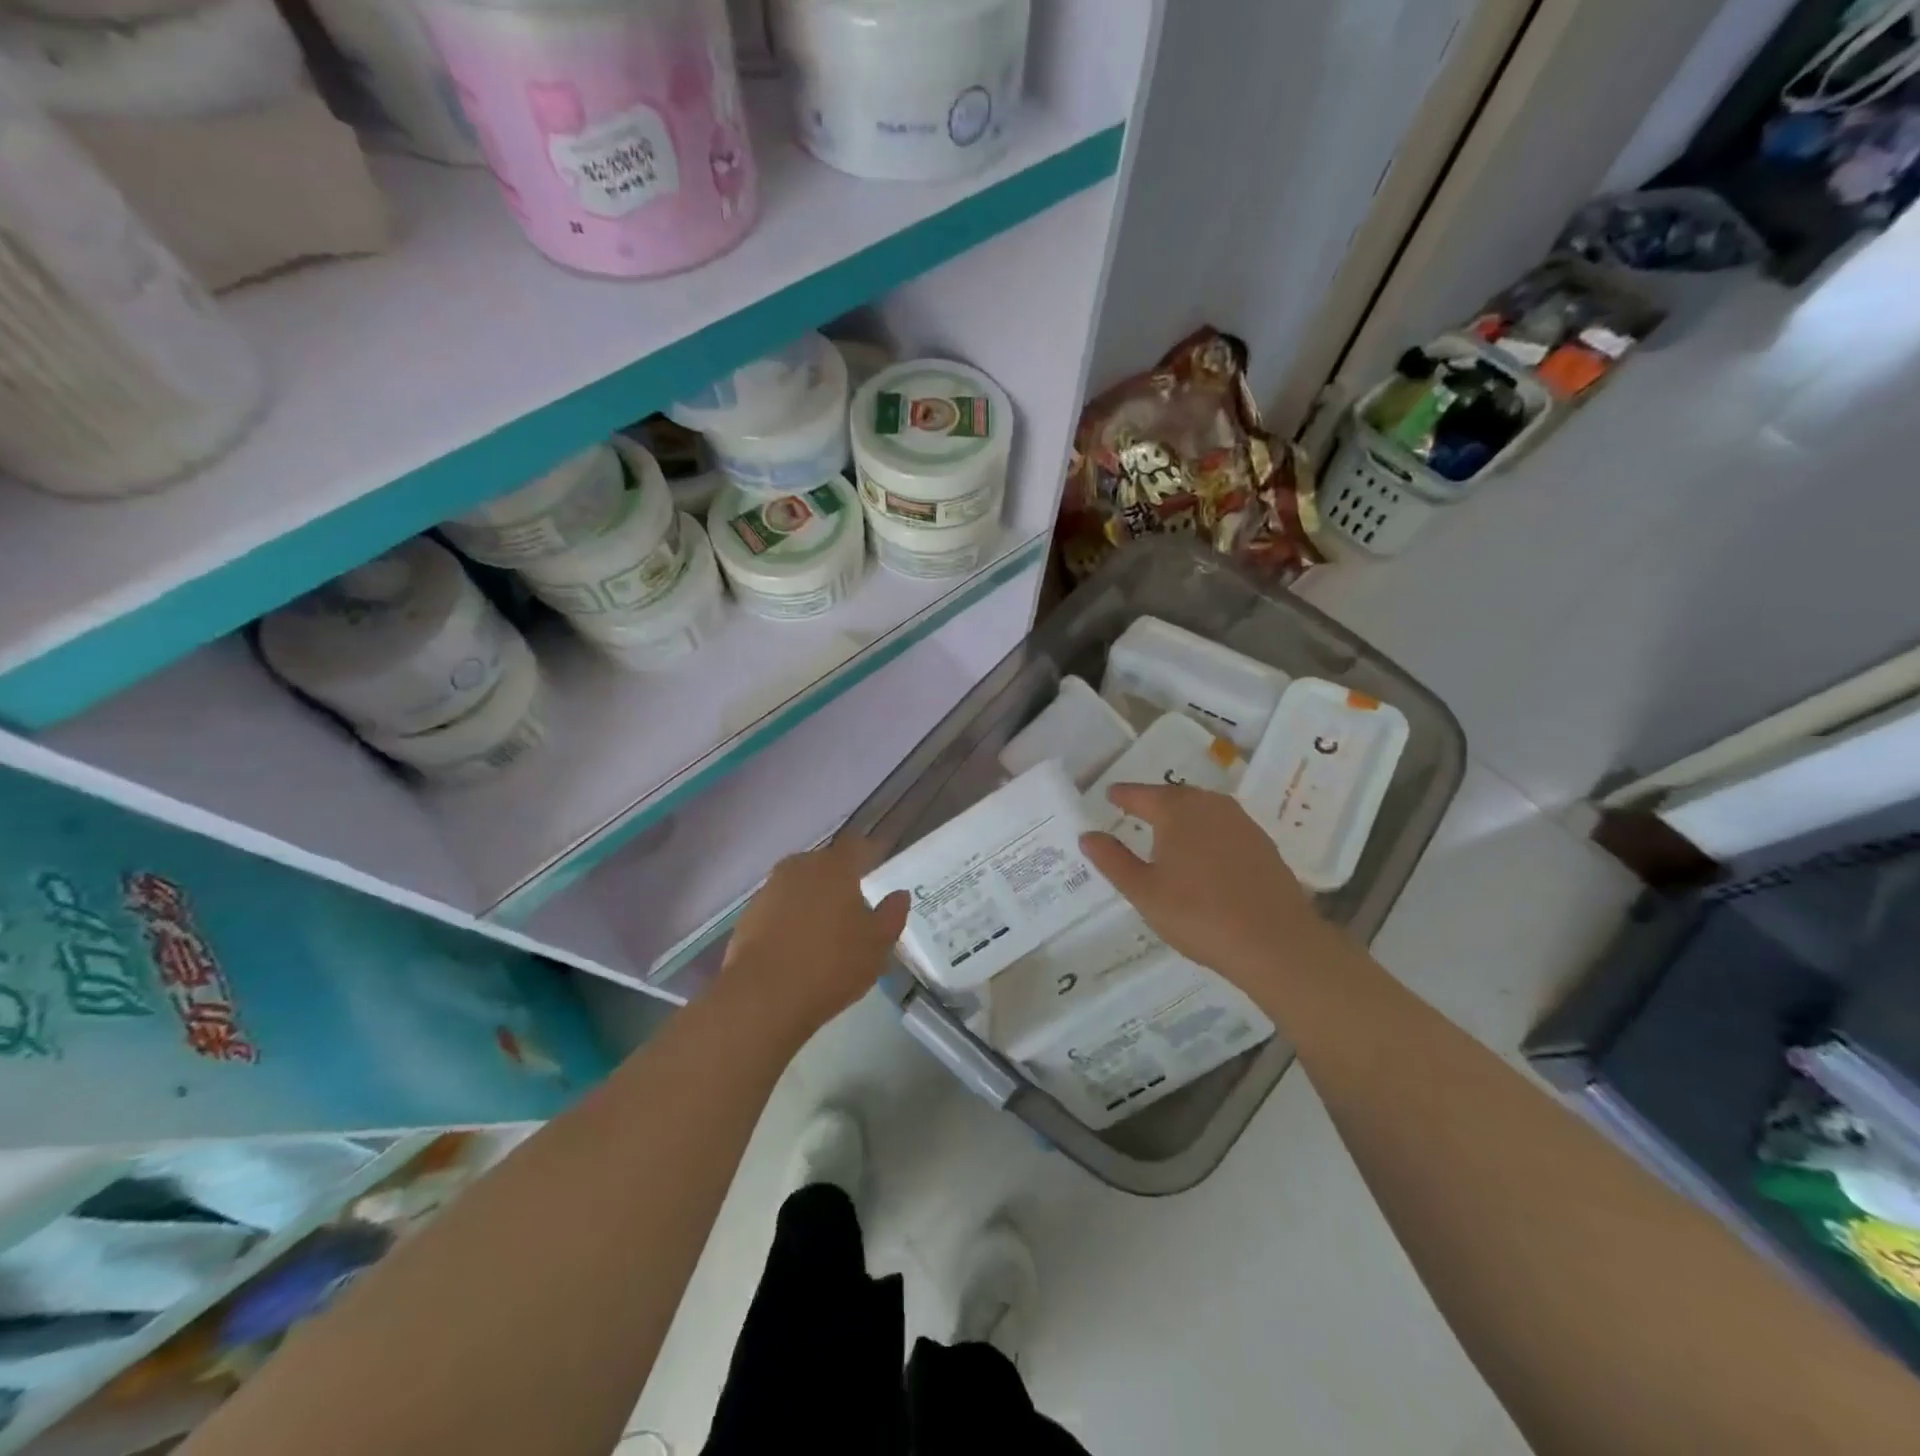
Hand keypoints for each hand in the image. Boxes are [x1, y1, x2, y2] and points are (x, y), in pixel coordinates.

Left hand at [716, 835, 909, 1035]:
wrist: (763, 997)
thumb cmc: (831, 964)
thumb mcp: (877, 944)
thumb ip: (892, 914)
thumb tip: (899, 894)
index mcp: (834, 867)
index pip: (855, 845)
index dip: (868, 854)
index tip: (877, 867)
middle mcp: (799, 868)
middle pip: (824, 865)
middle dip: (839, 879)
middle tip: (852, 906)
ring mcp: (769, 890)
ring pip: (799, 886)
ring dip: (812, 900)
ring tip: (824, 931)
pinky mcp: (748, 916)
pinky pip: (778, 909)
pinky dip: (789, 920)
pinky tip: (796, 947)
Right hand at [1079, 784, 1334, 991]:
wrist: (1275, 943)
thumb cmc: (1198, 914)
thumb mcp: (1144, 891)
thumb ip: (1113, 860)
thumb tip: (1088, 835)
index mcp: (1177, 811)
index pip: (1142, 794)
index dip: (1123, 795)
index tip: (1110, 795)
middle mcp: (1210, 806)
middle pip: (1175, 796)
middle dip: (1154, 801)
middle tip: (1136, 810)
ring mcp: (1242, 823)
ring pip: (1203, 809)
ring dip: (1183, 815)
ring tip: (1168, 830)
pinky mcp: (1263, 845)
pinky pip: (1225, 827)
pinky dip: (1207, 832)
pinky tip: (1204, 853)